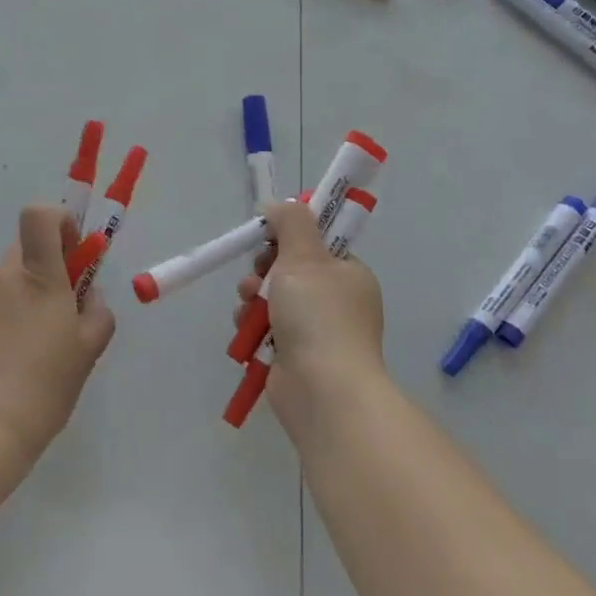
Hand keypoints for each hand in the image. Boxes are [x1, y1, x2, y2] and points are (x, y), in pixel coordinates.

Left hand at [0, 203, 115, 464]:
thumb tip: (87, 294)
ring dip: (21, 298)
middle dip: (44, 268)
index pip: (40, 216)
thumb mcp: (88, 351)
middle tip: (56, 312)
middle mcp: (2, 277)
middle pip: (25, 250)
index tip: (71, 253)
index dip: (58, 221)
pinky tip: (3, 363)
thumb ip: (96, 312)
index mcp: (39, 276)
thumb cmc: (44, 386)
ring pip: (5, 281)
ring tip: (28, 350)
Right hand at [234, 200, 385, 432]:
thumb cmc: (318, 316)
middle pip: (289, 269)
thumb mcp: (304, 256)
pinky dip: (251, 326)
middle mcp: (336, 301)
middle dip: (263, 269)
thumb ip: (291, 223)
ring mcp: (316, 332)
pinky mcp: (293, 356)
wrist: (322, 390)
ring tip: (248, 305)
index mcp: (348, 274)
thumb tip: (278, 206)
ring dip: (252, 298)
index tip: (268, 239)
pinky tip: (246, 330)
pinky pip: (265, 329)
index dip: (288, 237)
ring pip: (272, 299)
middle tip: (258, 274)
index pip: (316, 244)